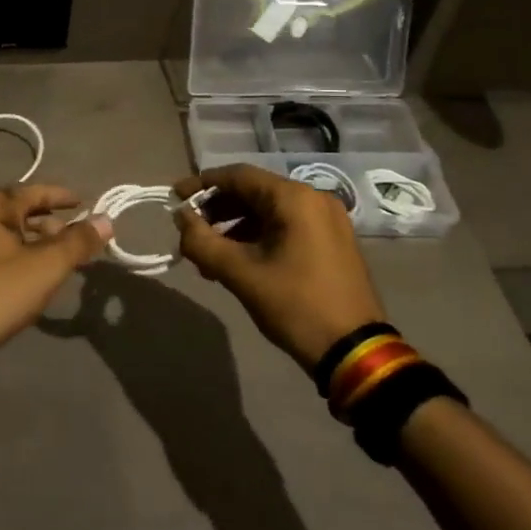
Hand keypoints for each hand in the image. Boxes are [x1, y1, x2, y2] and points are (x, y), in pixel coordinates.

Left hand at [0, 186, 112, 348]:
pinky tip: (25, 275)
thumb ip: (77, 242)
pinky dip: (14, 255)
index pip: (35, 191)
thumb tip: (106, 219)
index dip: (62, 197)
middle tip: (73, 238)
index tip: (84, 203)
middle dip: (48, 222)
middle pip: (19, 211)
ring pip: (5, 233)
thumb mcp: (45, 267)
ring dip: (32, 241)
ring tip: (54, 259)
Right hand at [173, 164, 386, 373]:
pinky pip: (286, 227)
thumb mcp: (240, 274)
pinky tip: (237, 262)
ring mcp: (327, 221)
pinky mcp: (332, 242)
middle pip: (253, 191)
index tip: (174, 197)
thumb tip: (181, 219)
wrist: (355, 353)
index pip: (237, 176)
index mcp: (294, 199)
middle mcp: (314, 199)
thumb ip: (202, 241)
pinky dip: (258, 237)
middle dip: (217, 210)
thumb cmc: (296, 305)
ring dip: (235, 227)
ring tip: (209, 256)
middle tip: (190, 231)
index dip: (201, 184)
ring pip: (268, 211)